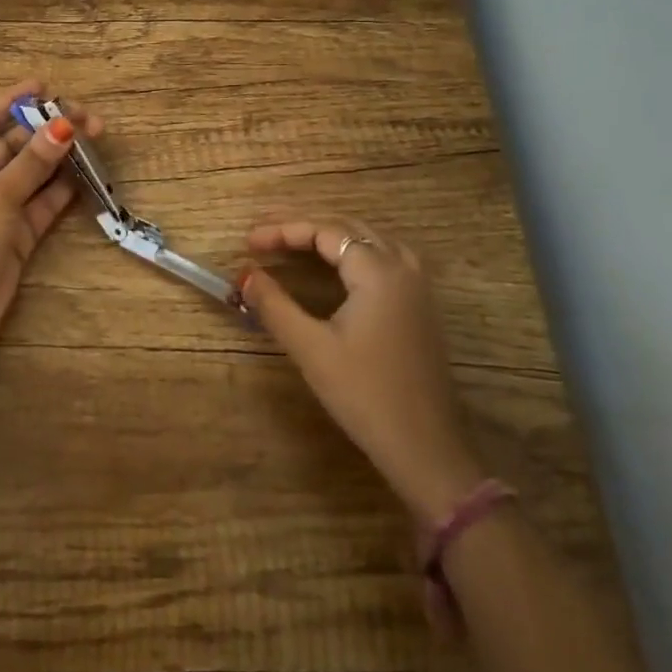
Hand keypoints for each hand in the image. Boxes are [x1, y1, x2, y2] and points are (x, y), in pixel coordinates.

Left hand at [0, 80, 100, 358]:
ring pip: (31, 173)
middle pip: (13, 144)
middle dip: (46, 129)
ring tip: (95, 138)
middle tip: (86, 117)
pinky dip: (61, 189)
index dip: (12, 102)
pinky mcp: (15, 234)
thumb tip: (63, 126)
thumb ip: (32, 163)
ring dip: (59, 157)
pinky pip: (41, 203)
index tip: (43, 87)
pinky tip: (86, 173)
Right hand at [240, 216, 484, 525]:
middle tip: (263, 232)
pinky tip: (333, 264)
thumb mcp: (312, 349)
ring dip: (328, 233)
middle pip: (347, 226)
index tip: (248, 242)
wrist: (426, 448)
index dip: (282, 230)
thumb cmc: (366, 395)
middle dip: (302, 224)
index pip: (324, 230)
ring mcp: (417, 285)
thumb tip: (245, 274)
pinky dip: (350, 249)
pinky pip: (382, 256)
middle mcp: (402, 266)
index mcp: (378, 271)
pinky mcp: (420, 304)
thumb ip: (274, 305)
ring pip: (368, 238)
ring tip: (292, 238)